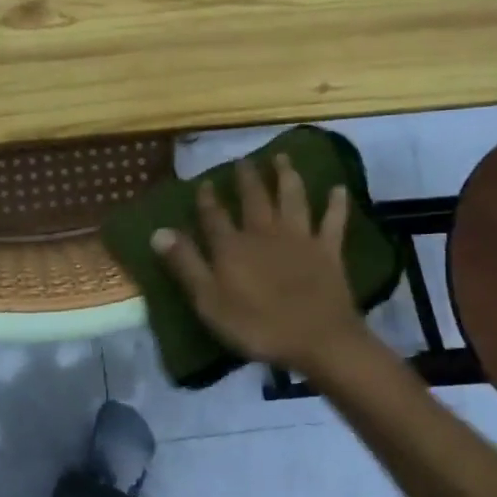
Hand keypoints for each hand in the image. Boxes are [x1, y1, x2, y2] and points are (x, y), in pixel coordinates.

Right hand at [151, 154, 369, 377]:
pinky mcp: (328, 250)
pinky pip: (333, 221)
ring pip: (292, 198)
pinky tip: (339, 188)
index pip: (214, 215)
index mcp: (233, 246)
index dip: (207, 199)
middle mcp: (265, 232)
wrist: (317, 338)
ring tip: (283, 157)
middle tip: (243, 160)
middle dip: (247, 178)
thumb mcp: (208, 301)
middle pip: (254, 198)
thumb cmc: (257, 325)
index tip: (204, 182)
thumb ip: (185, 264)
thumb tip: (158, 231)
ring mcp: (300, 238)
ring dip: (287, 176)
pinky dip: (336, 204)